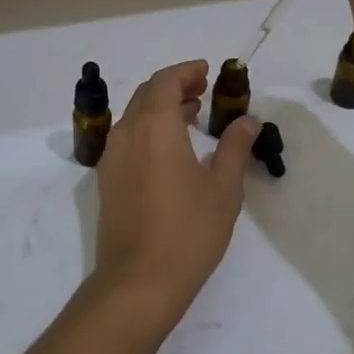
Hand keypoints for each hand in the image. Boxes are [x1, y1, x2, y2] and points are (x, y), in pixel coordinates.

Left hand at [92, 61, 258, 332]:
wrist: (138, 281)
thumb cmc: (188, 231)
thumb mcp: (223, 189)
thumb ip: (234, 148)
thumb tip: (246, 121)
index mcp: (155, 126)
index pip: (165, 81)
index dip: (186, 72)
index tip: (207, 72)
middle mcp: (127, 133)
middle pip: (146, 94)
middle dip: (174, 86)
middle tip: (201, 91)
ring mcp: (112, 157)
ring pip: (134, 116)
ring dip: (160, 107)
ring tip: (190, 115)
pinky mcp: (107, 180)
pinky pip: (127, 138)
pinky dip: (148, 129)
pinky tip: (170, 148)